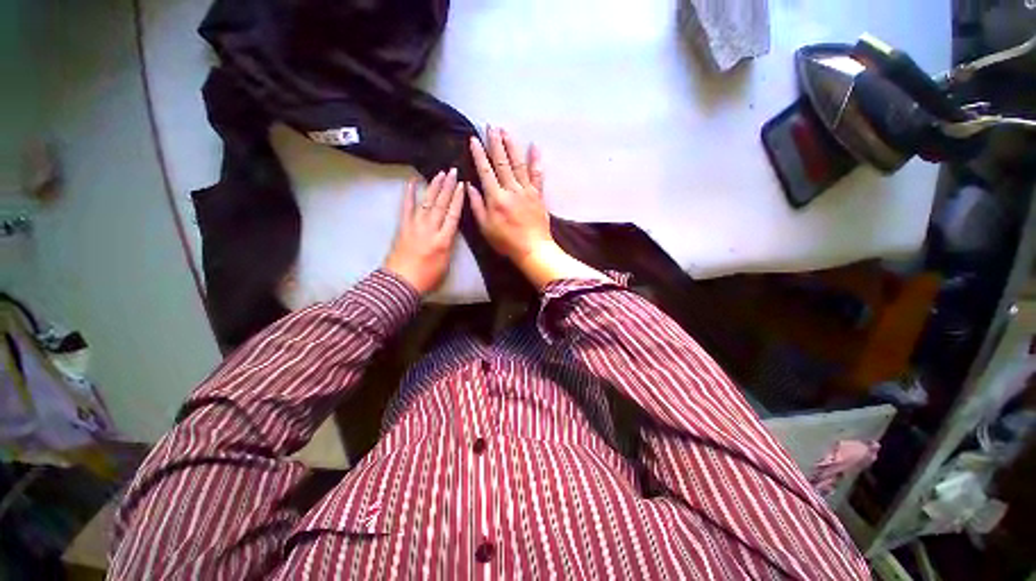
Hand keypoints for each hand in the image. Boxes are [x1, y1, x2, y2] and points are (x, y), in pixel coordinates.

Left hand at [383, 169, 464, 294]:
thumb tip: (451, 230)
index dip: (458, 199)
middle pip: (441, 205)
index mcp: (444, 241)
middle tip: (453, 172)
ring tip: (439, 174)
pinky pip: (406, 208)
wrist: (401, 283)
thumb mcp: (446, 262)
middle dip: (448, 187)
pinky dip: (409, 195)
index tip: (462, 186)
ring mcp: (415, 226)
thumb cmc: (428, 277)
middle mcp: (430, 230)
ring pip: (427, 203)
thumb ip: (449, 244)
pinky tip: (412, 182)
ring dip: (433, 187)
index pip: (453, 215)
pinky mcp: (403, 227)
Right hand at [469, 127, 608, 288]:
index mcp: (496, 198)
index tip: (473, 139)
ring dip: (511, 146)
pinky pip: (537, 174)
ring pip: (518, 164)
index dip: (479, 154)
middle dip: (495, 143)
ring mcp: (526, 190)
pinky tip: (534, 147)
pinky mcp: (538, 194)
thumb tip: (470, 186)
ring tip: (506, 131)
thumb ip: (477, 206)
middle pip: (501, 162)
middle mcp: (511, 189)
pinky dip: (536, 160)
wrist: (533, 248)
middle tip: (490, 127)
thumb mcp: (486, 228)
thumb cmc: (506, 241)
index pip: (485, 171)